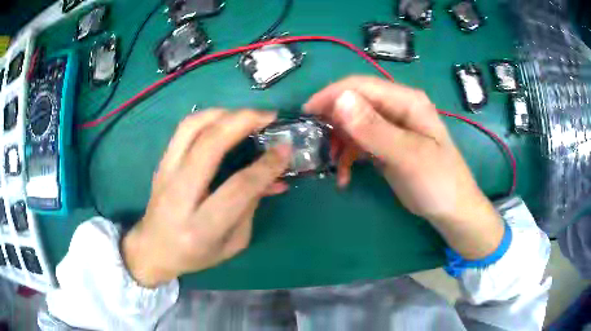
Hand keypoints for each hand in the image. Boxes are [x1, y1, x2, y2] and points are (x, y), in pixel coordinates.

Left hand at [123, 109, 290, 287]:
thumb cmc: (195, 255)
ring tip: (248, 114)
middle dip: (243, 122)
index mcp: (201, 228)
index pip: (238, 188)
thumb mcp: (232, 244)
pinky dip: (207, 116)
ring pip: (191, 128)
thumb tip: (273, 177)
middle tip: (269, 116)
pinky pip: (183, 129)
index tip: (285, 148)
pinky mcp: (161, 163)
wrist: (154, 249)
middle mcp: (179, 197)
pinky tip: (225, 118)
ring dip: (224, 113)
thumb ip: (251, 208)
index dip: (266, 165)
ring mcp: (165, 175)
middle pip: (209, 146)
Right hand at [305, 76, 503, 259]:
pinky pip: (360, 143)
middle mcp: (397, 108)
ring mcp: (392, 127)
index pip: (361, 86)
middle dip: (334, 121)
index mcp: (406, 101)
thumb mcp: (408, 156)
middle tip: (317, 143)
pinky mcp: (387, 145)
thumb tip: (340, 100)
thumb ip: (375, 129)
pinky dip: (349, 157)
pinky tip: (344, 176)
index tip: (307, 113)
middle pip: (355, 103)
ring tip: (333, 165)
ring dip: (340, 142)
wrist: (452, 210)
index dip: (332, 96)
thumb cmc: (438, 182)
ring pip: (354, 124)